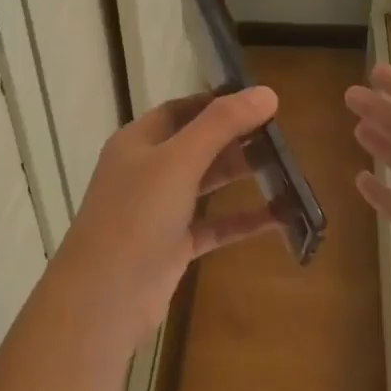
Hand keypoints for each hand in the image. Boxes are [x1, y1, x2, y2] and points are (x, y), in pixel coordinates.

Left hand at [51, 87, 281, 348]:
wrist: (104, 297)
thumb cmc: (136, 215)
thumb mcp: (179, 160)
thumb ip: (221, 125)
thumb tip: (266, 92)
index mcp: (137, 142)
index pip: (180, 110)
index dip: (216, 103)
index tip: (258, 103)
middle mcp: (146, 172)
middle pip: (196, 146)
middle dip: (235, 140)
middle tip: (280, 136)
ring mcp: (159, 211)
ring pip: (205, 185)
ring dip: (240, 176)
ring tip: (286, 168)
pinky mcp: (173, 247)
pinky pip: (213, 226)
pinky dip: (242, 220)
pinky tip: (279, 216)